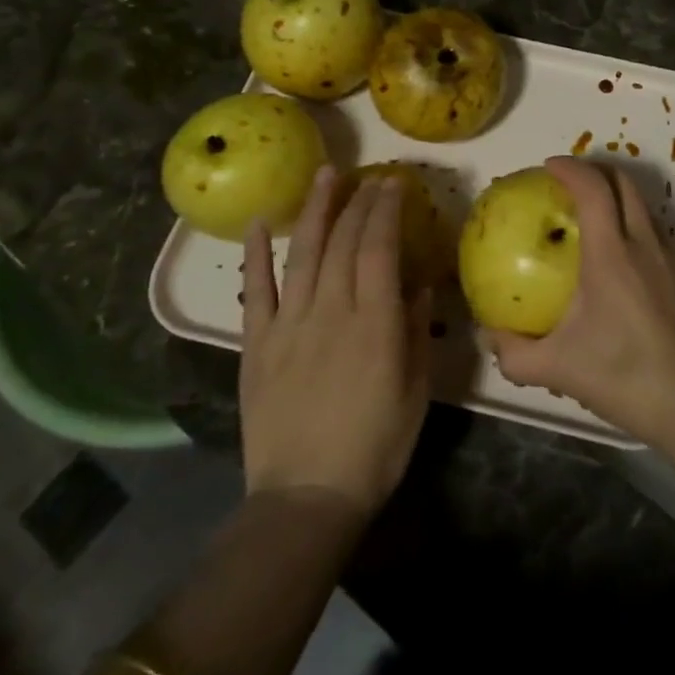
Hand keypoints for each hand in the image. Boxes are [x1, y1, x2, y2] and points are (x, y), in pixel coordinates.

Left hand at [240, 166, 430, 513]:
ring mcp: (289, 325)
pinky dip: (257, 255)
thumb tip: (418, 286)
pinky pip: (256, 292)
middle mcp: (331, 311)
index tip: (395, 183)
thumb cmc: (375, 447)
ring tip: (324, 175)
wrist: (306, 499)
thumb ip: (416, 333)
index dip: (386, 209)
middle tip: (371, 175)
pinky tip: (262, 224)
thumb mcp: (416, 391)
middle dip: (359, 201)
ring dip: (315, 210)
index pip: (379, 246)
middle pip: (344, 241)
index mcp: (374, 321)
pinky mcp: (257, 346)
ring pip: (304, 253)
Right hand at [487, 156, 674, 448]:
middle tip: (569, 182)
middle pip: (624, 183)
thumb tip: (488, 335)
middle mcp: (644, 243)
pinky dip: (635, 223)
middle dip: (596, 170)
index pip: (593, 189)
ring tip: (593, 212)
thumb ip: (513, 353)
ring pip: (644, 205)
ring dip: (618, 195)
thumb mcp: (557, 369)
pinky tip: (622, 255)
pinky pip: (657, 231)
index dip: (571, 169)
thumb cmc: (622, 375)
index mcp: (611, 253)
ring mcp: (670, 257)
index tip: (549, 166)